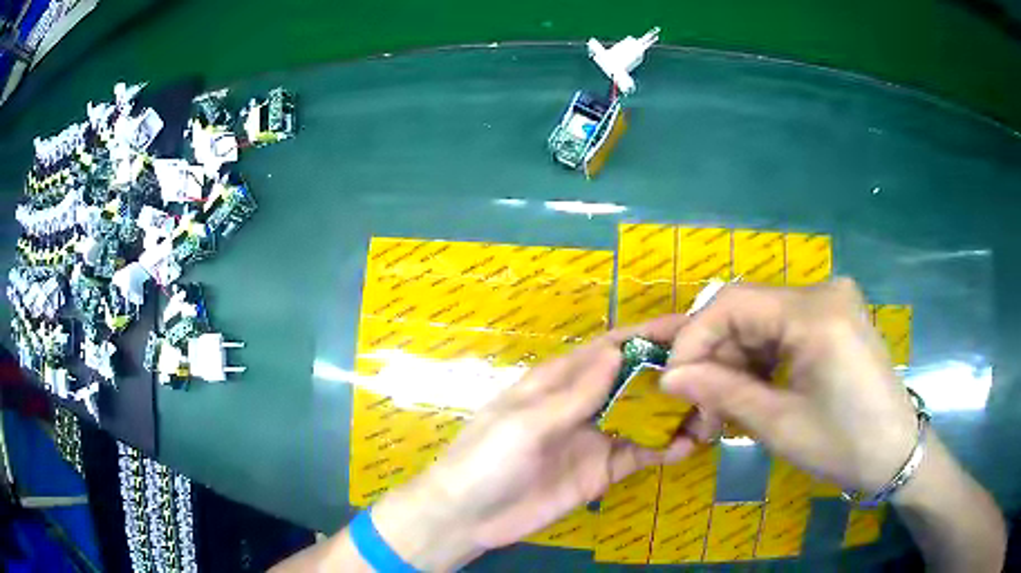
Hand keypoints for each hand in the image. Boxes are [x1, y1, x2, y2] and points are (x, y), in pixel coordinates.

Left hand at [372, 315, 714, 569]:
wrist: (469, 517)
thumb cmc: (487, 460)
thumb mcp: (527, 423)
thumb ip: (575, 394)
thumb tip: (618, 350)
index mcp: (559, 381)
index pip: (610, 348)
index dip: (647, 334)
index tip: (690, 325)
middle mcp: (583, 403)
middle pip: (634, 380)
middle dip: (671, 372)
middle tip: (716, 368)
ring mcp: (595, 437)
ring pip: (644, 417)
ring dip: (675, 411)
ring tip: (713, 409)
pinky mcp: (602, 470)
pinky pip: (640, 453)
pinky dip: (665, 448)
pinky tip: (689, 446)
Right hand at [661, 278, 918, 494]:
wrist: (896, 453)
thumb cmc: (843, 445)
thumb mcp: (779, 424)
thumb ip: (722, 392)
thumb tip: (668, 377)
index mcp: (815, 312)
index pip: (733, 303)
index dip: (693, 338)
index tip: (670, 379)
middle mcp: (823, 292)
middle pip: (748, 311)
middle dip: (714, 357)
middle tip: (693, 402)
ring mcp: (832, 302)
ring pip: (764, 321)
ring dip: (735, 362)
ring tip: (719, 406)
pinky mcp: (836, 318)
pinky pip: (785, 329)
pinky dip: (761, 359)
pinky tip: (750, 390)